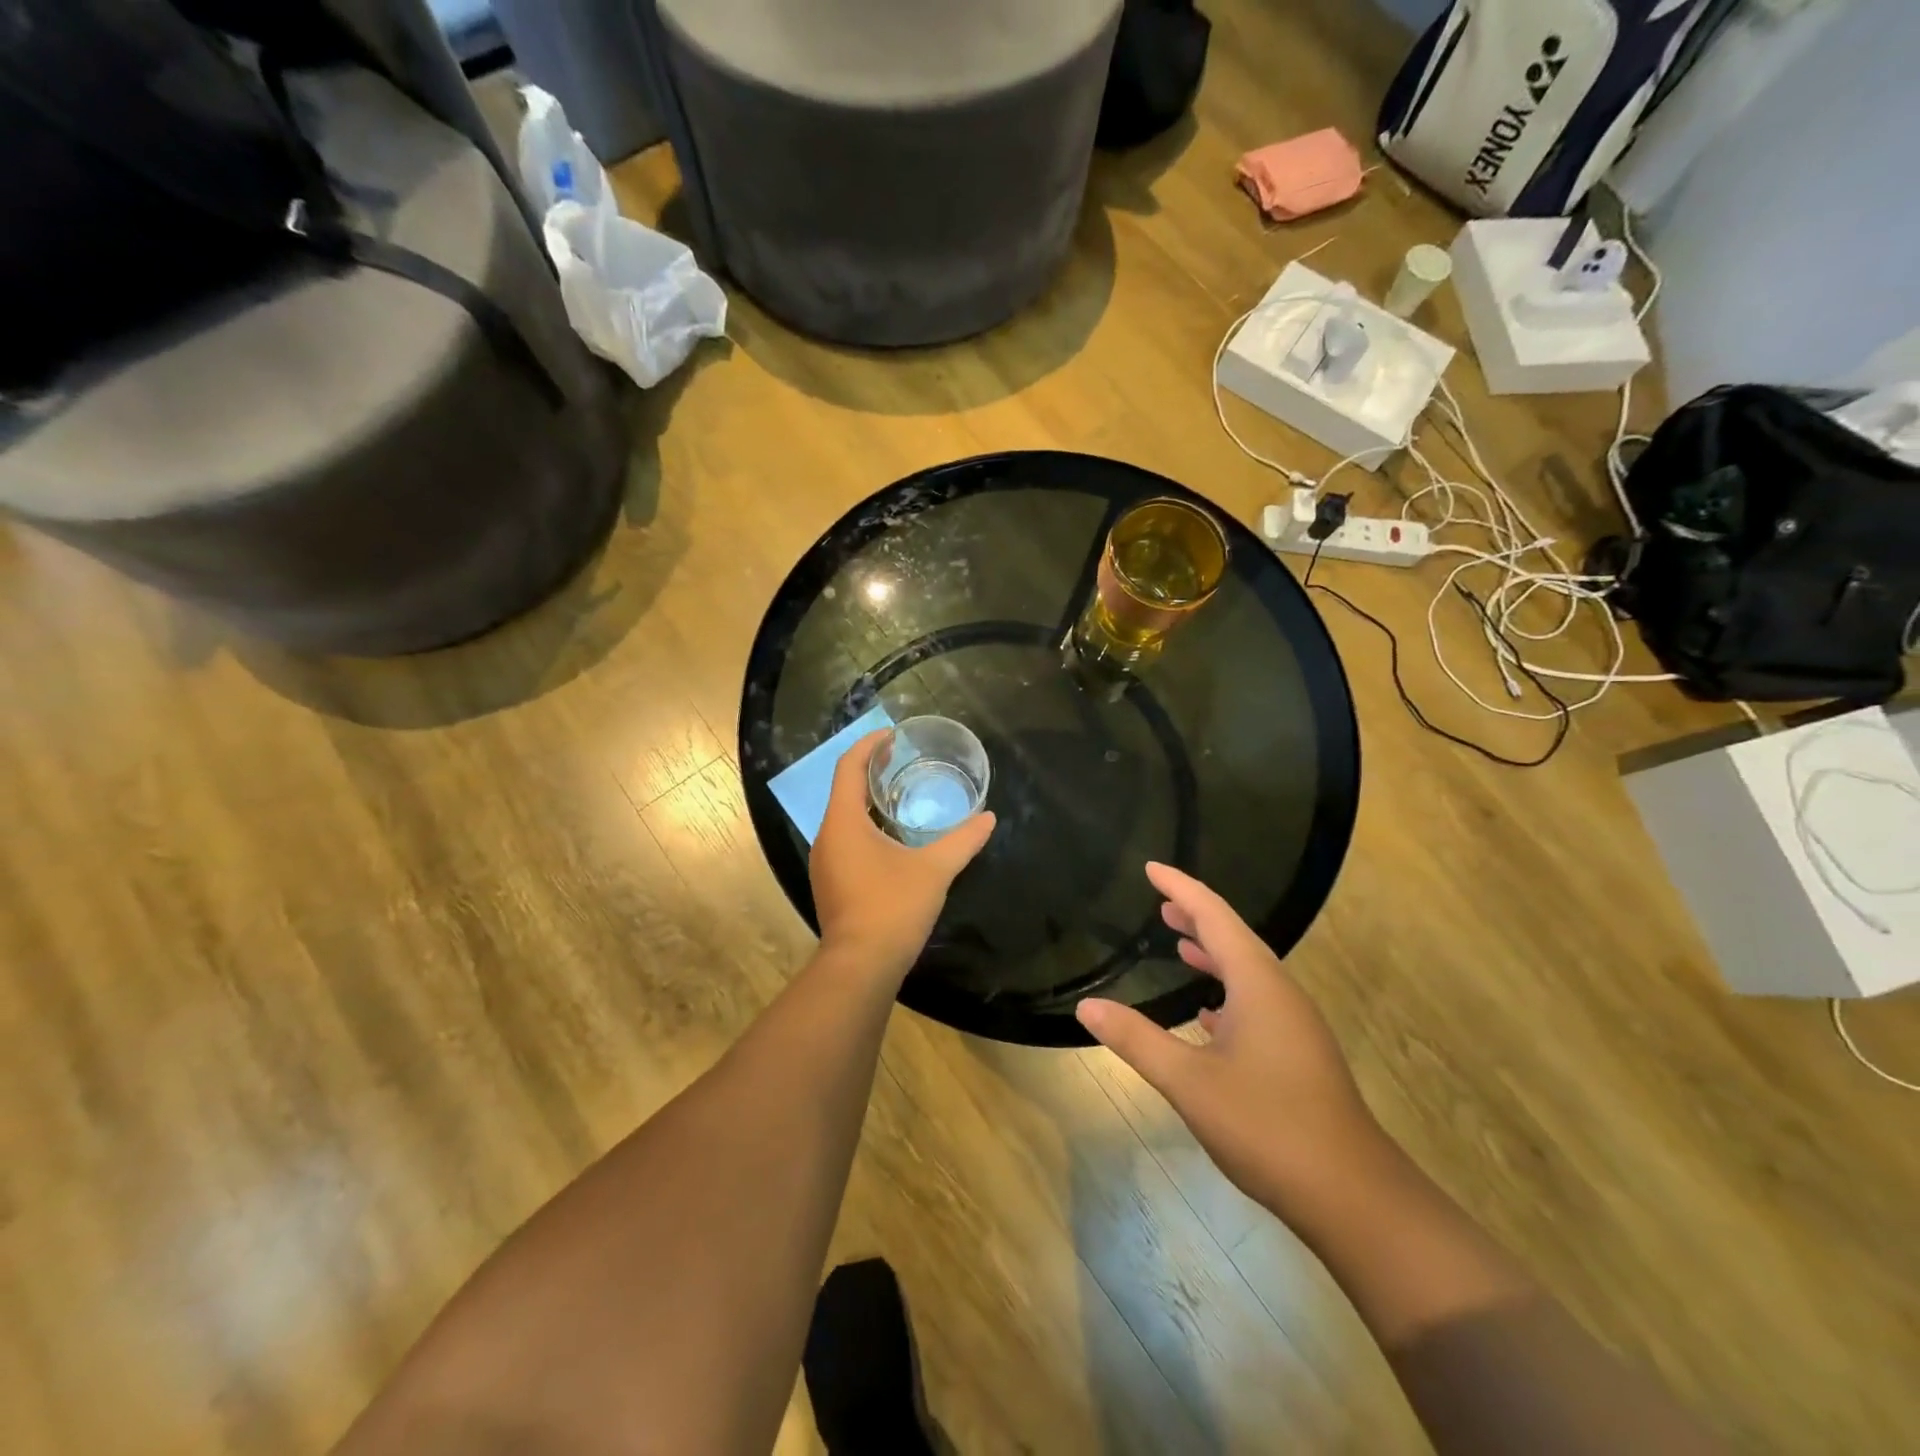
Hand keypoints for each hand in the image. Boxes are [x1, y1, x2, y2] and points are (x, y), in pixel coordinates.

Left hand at [809, 731, 995, 978]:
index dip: (868, 746)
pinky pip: (844, 840)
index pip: (849, 768)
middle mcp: (826, 836)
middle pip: (844, 790)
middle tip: (902, 761)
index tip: (891, 735)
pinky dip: (864, 827)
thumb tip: (988, 818)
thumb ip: (963, 841)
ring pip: (843, 818)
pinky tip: (891, 837)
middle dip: (870, 771)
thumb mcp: (935, 870)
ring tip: (899, 794)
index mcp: (843, 822)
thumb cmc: (893, 908)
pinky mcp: (830, 883)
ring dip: (867, 802)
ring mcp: (824, 862)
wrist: (861, 966)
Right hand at [1076, 863, 1384, 1218]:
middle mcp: (1280, 993)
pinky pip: (1256, 1002)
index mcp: (1258, 984)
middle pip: (1234, 937)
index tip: (1150, 868)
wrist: (1353, 1196)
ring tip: (1179, 942)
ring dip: (1213, 952)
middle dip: (1196, 915)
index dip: (1181, 888)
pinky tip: (1207, 1014)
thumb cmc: (1268, 1126)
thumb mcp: (1189, 1082)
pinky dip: (1226, 991)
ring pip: (1247, 972)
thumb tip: (1087, 1007)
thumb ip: (1137, 1040)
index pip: (1214, 916)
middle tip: (1160, 902)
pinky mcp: (1299, 1054)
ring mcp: (1294, 1025)